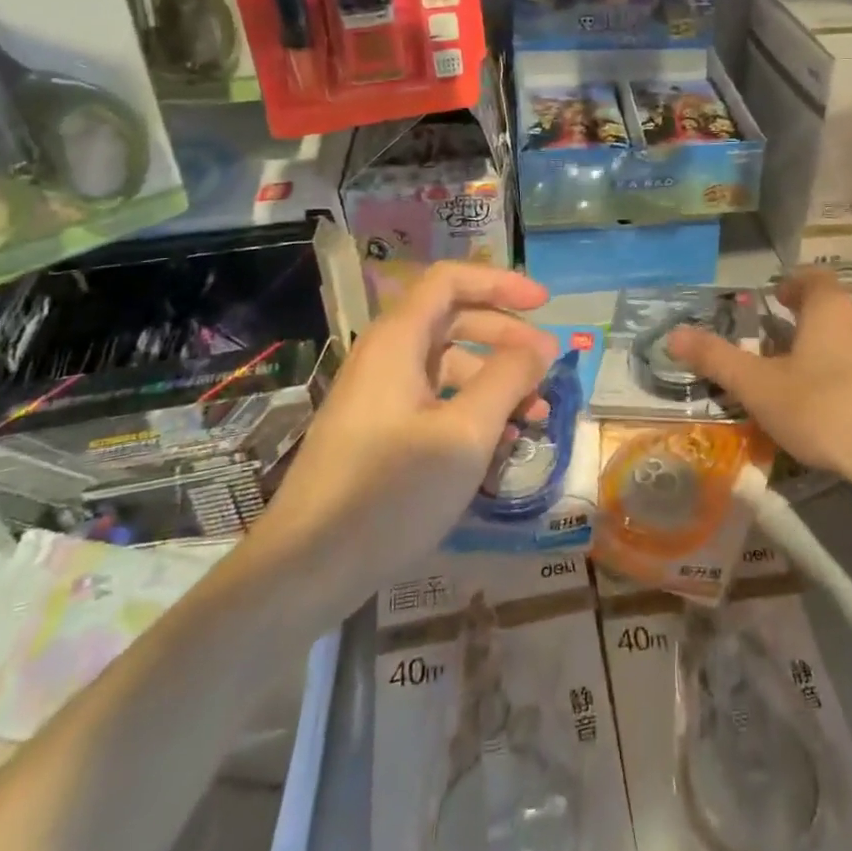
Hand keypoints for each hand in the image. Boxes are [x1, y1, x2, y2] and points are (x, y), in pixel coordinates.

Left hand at [248, 262, 558, 599]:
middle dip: (506, 337)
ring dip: (494, 379)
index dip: (501, 284)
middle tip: (547, 366)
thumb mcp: (465, 434)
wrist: (304, 569)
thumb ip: (508, 379)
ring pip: (447, 364)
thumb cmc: (390, 493)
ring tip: (534, 415)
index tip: (545, 305)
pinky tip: (498, 444)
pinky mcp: (377, 430)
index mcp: (398, 340)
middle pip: (454, 319)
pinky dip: (470, 408)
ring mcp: (378, 394)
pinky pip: (433, 399)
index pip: (451, 280)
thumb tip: (541, 345)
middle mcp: (385, 356)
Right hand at [666, 268, 851, 509]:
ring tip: (814, 376)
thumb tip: (672, 334)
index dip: (791, 285)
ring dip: (838, 346)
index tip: (775, 301)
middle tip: (786, 343)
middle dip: (811, 318)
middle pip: (836, 306)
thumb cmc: (823, 412)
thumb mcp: (759, 388)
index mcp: (830, 308)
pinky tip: (850, 406)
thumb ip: (716, 358)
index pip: (811, 277)